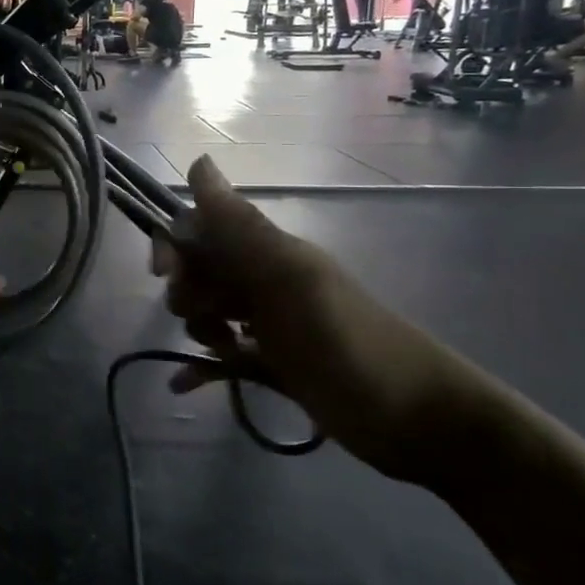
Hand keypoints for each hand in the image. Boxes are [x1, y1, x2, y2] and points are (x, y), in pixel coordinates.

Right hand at [155, 155, 493, 483]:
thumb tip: (199, 162)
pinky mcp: (274, 367)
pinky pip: (224, 359)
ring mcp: (270, 326)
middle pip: (201, 271)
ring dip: (199, 329)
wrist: (421, 422)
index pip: (204, 227)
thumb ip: (243, 227)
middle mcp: (266, 281)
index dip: (175, 244)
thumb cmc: (352, 344)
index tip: (163, 275)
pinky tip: (182, 383)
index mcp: (270, 252)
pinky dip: (202, 368)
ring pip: (208, 312)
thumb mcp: (293, 280)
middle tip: (209, 321)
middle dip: (187, 291)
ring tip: (225, 353)